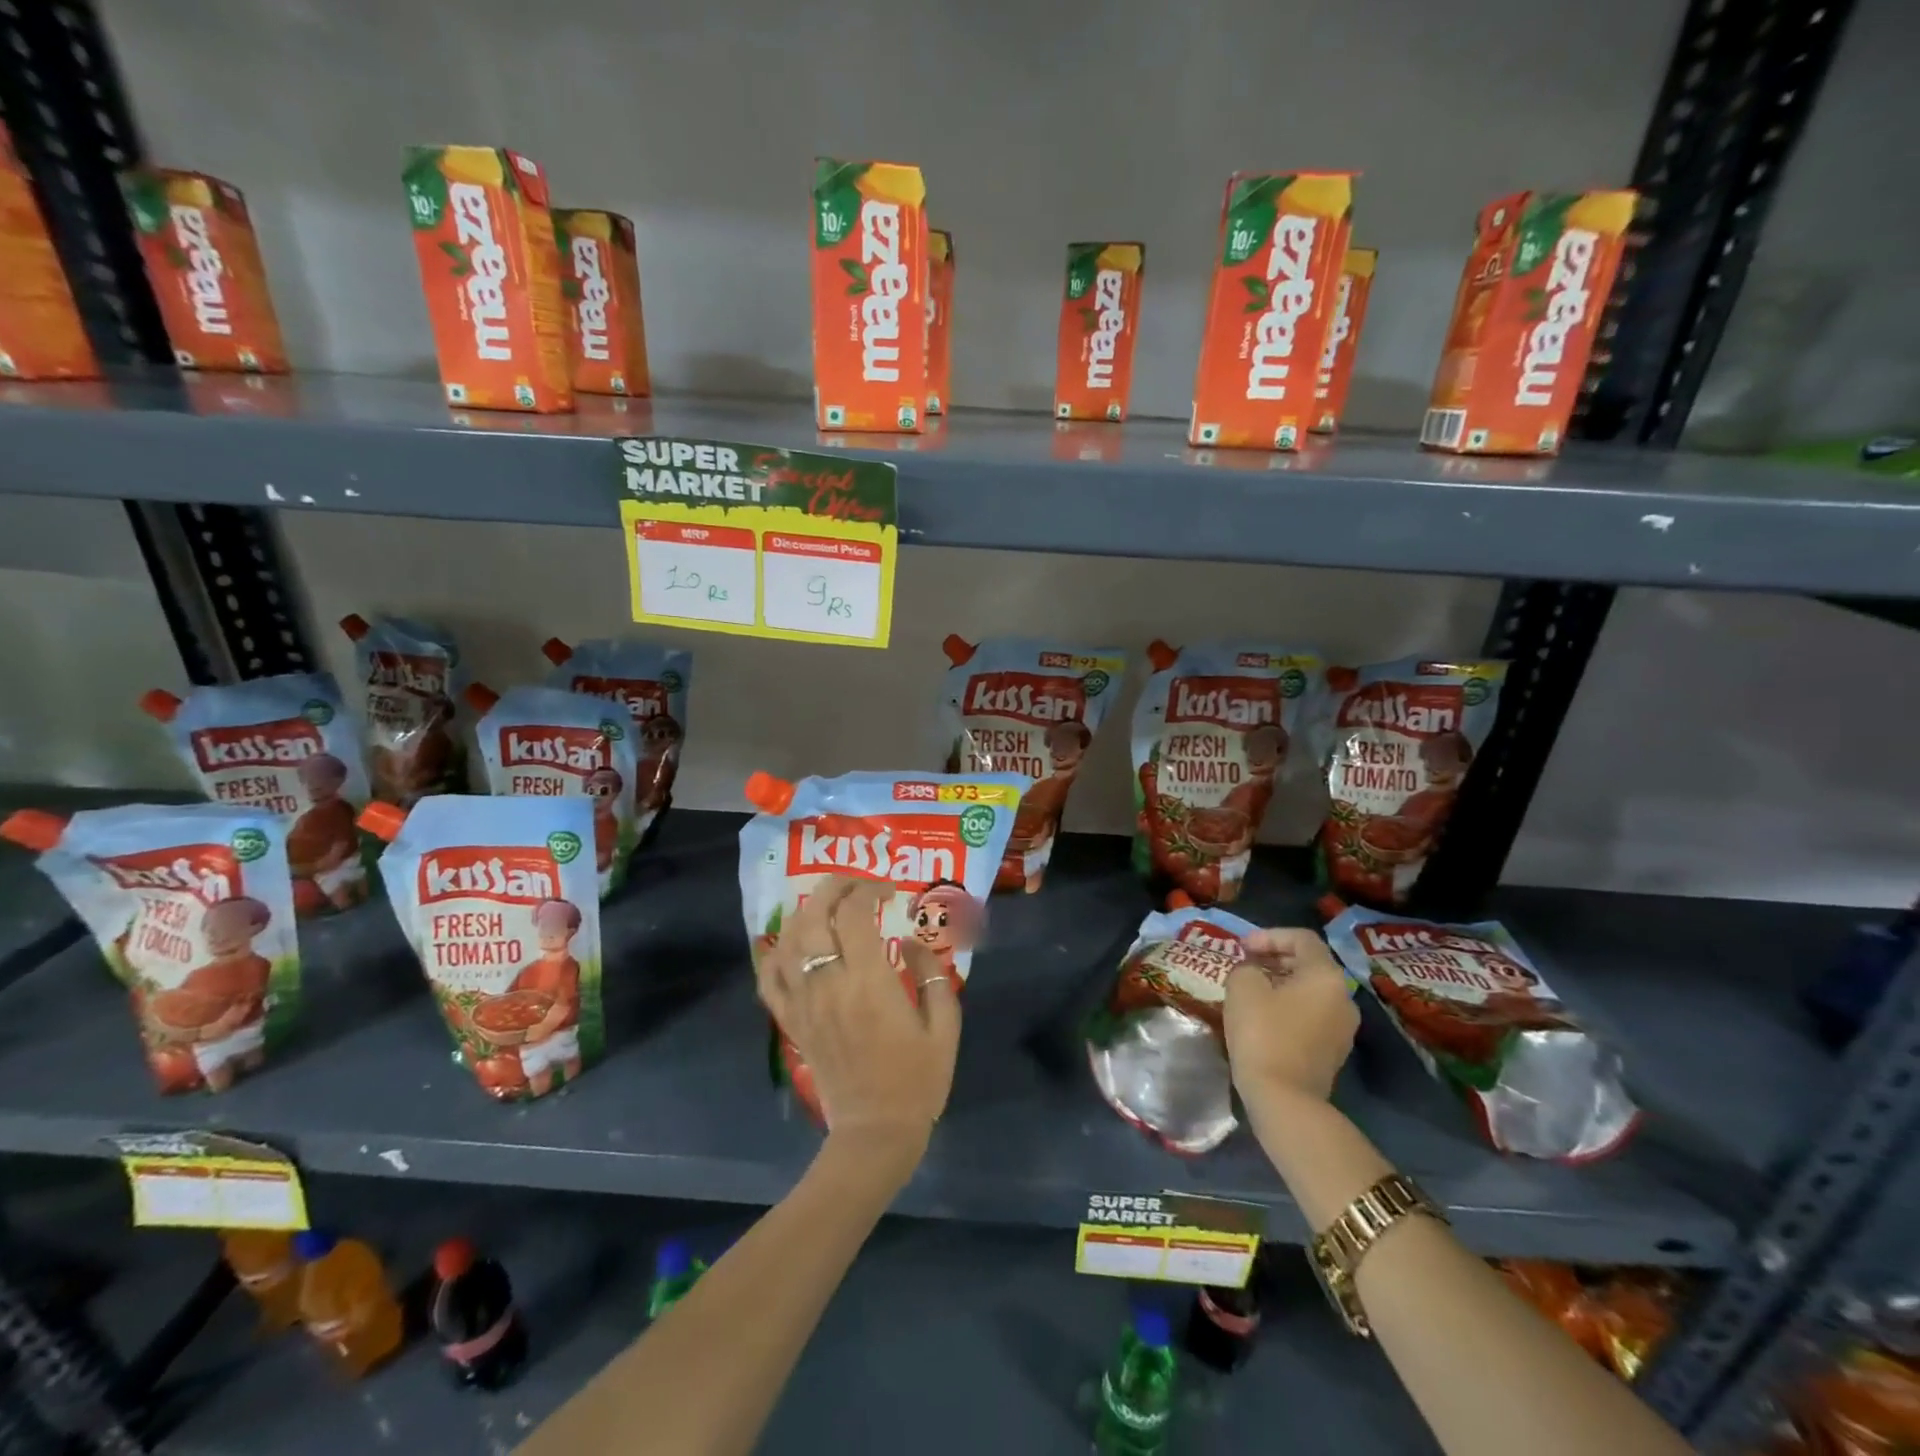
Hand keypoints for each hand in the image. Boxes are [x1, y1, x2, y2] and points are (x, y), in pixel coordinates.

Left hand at [754, 875, 961, 1175]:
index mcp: (869, 981)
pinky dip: (775, 952)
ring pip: (788, 940)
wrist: (875, 1133)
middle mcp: (829, 984)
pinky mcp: (791, 1023)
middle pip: (815, 915)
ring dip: (806, 912)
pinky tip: (791, 943)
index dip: (870, 890)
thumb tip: (910, 941)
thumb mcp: (945, 1024)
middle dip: (834, 887)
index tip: (890, 892)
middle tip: (856, 885)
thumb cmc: (917, 1079)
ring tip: (828, 906)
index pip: (855, 914)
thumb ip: (932, 974)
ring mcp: (804, 1003)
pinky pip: (769, 979)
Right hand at [1224, 927, 1358, 1103]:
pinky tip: (1264, 1016)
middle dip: (1275, 958)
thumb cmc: (1263, 1033)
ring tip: (1252, 988)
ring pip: (1311, 991)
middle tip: (1246, 963)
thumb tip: (1254, 971)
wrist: (1285, 1098)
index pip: (1302, 938)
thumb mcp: (1242, 986)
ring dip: (1282, 983)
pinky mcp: (1334, 1051)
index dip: (1269, 935)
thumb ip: (1247, 966)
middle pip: (1310, 963)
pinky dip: (1289, 1006)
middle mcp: (1344, 997)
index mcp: (1326, 976)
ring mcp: (1343, 1027)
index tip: (1242, 947)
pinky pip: (1312, 1014)